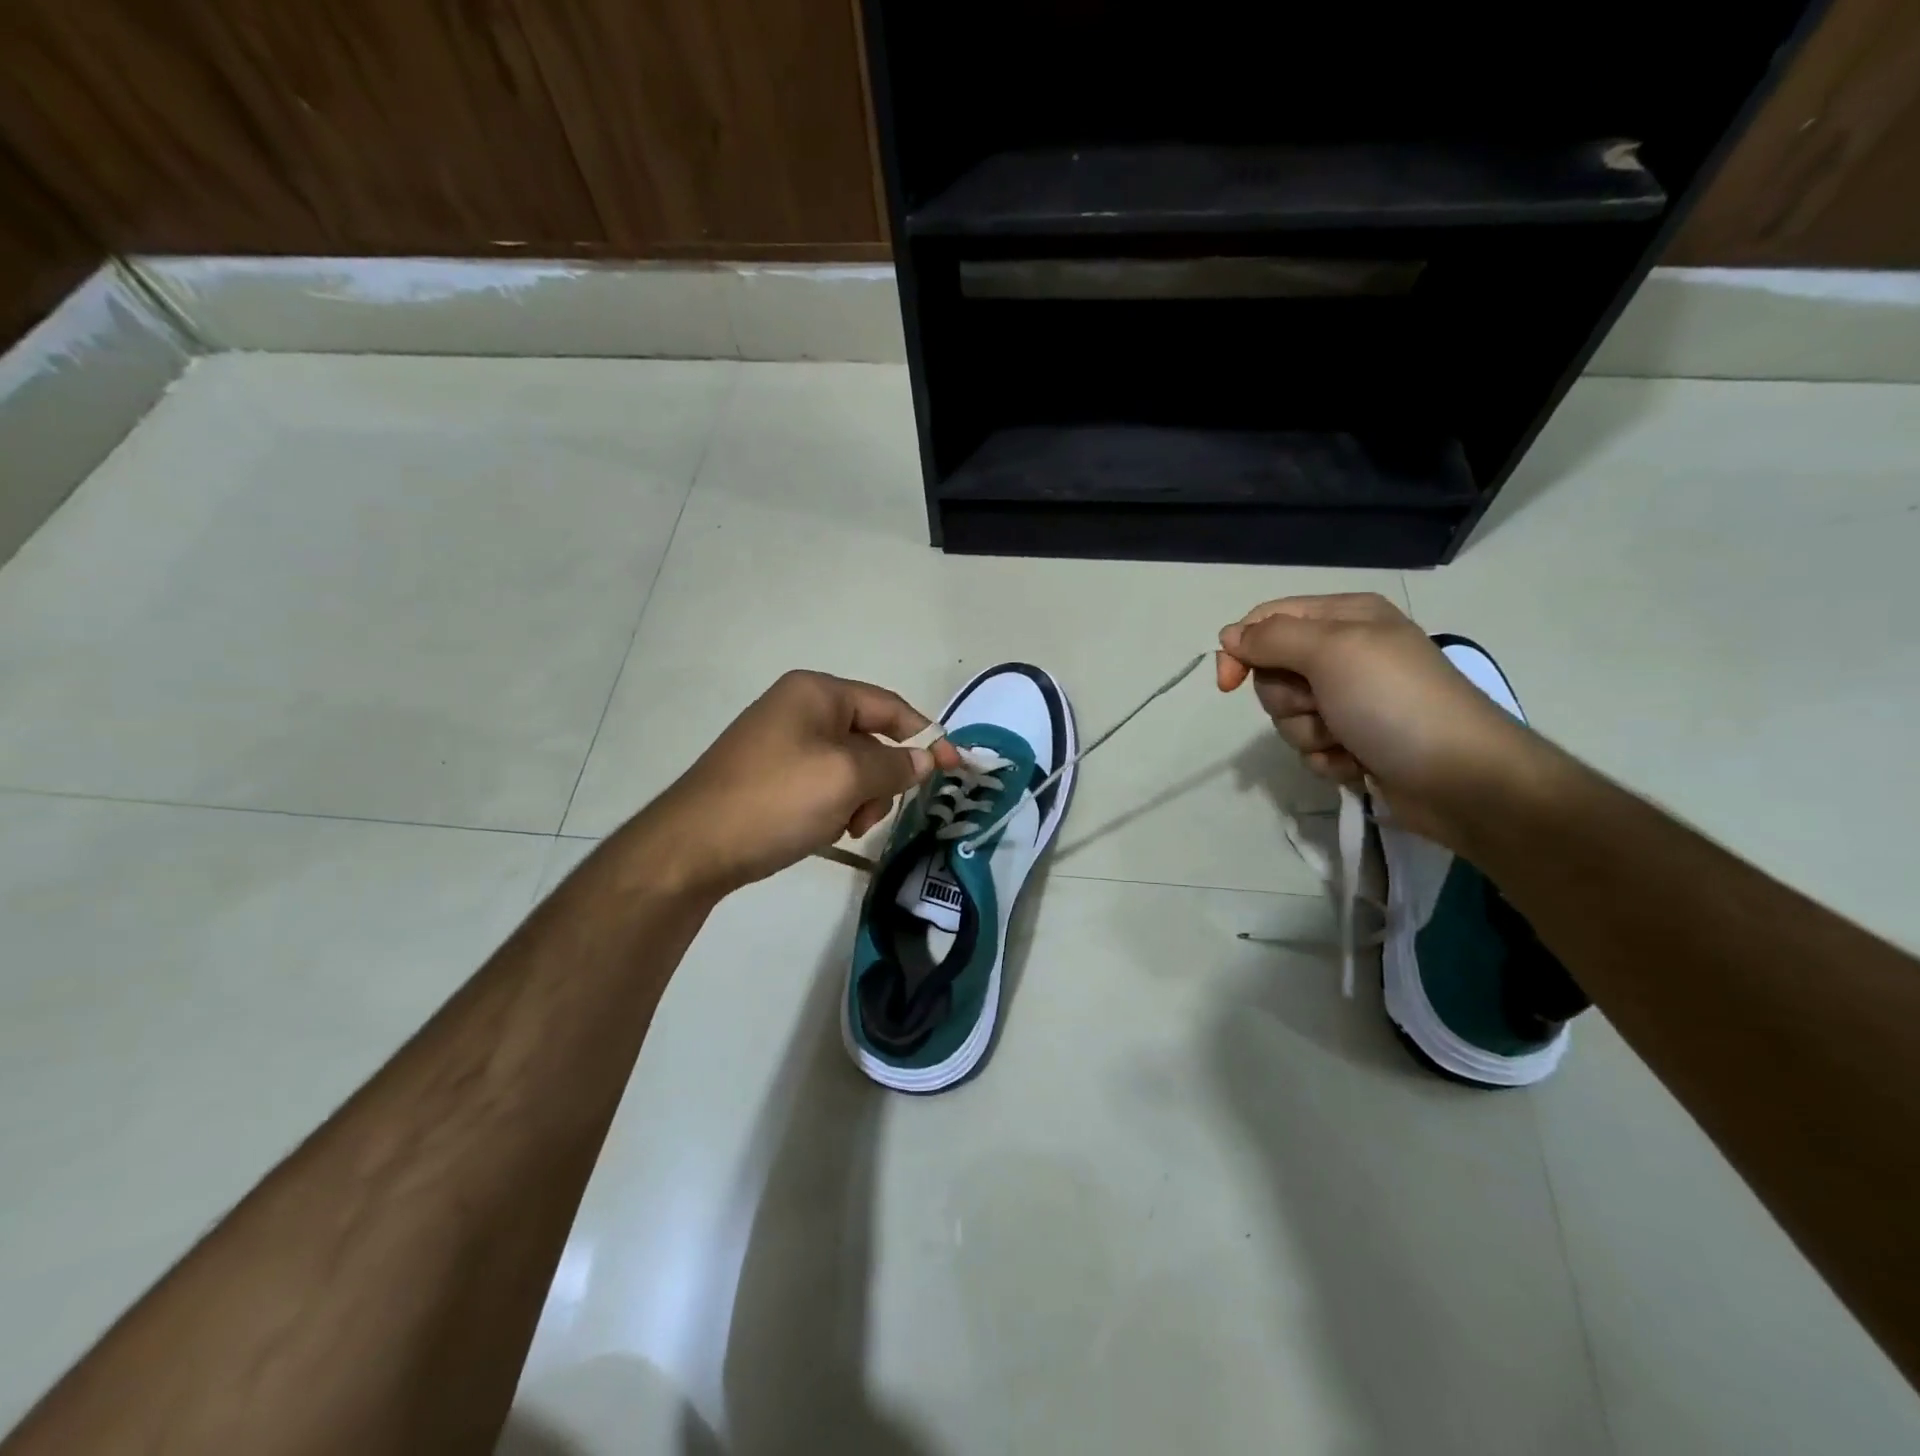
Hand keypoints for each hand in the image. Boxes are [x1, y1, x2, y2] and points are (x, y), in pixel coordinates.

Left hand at [646, 670, 961, 895]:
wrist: (692, 848)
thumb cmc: (776, 800)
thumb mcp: (846, 779)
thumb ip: (895, 765)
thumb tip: (926, 758)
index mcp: (817, 693)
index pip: (890, 707)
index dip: (925, 737)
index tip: (954, 768)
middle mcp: (799, 708)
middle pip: (870, 739)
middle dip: (880, 780)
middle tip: (868, 815)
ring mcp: (781, 742)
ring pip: (848, 768)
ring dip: (856, 799)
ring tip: (839, 827)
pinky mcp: (770, 775)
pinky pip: (822, 784)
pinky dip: (831, 807)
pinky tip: (816, 831)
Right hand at [1216, 593, 1542, 844]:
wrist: (1461, 778)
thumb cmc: (1395, 701)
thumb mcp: (1333, 652)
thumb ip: (1272, 637)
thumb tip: (1229, 635)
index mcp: (1345, 618)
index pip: (1267, 621)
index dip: (1242, 649)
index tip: (1229, 682)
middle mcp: (1346, 654)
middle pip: (1272, 672)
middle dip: (1288, 699)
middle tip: (1322, 705)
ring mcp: (1350, 701)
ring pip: (1287, 715)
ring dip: (1309, 733)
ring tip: (1346, 739)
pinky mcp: (1354, 742)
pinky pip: (1310, 747)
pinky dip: (1328, 758)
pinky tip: (1357, 761)